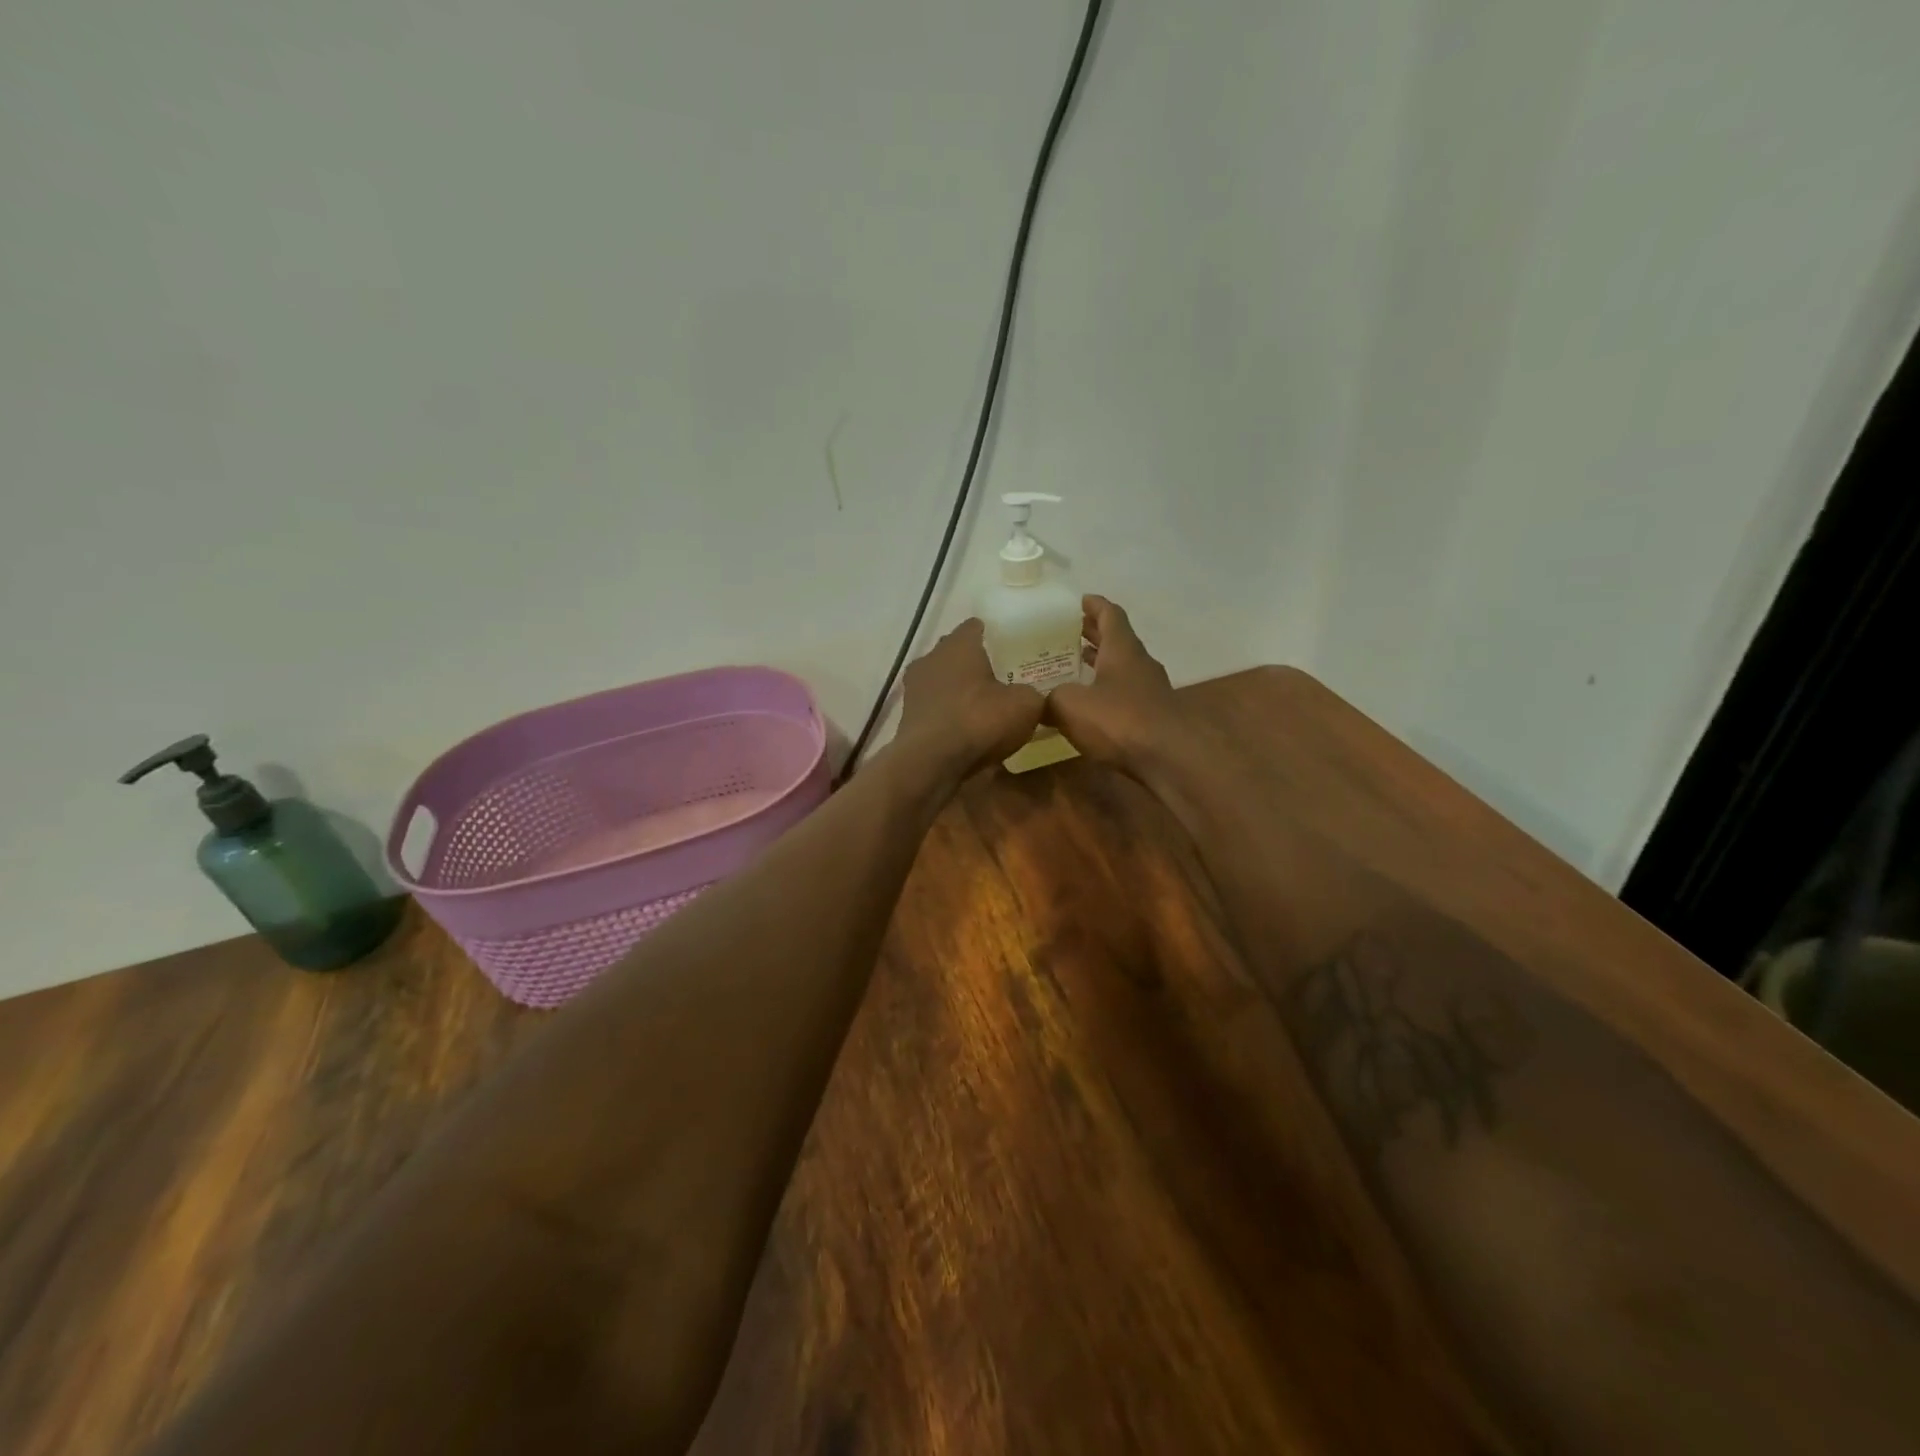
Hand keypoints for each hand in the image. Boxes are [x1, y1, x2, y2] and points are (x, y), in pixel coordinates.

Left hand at [893, 619, 1044, 782]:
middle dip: (976, 663)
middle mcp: (931, 658)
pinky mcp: (907, 717)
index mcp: (959, 644)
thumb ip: (1034, 694)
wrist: (931, 763)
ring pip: (943, 680)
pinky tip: (966, 729)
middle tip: (1003, 678)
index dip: (995, 635)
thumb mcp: (1025, 705)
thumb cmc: (979, 720)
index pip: (976, 626)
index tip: (1012, 648)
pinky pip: (935, 707)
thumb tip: (1036, 696)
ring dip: (960, 690)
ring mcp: (914, 688)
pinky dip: (948, 714)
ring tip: (984, 706)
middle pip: (957, 653)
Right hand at [1045, 595, 1182, 772]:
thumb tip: (1038, 702)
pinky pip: (1125, 694)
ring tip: (1075, 666)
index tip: (1079, 600)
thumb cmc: (1119, 721)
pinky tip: (1091, 705)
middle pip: (1117, 640)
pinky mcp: (1153, 717)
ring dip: (1101, 664)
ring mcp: (1151, 691)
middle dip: (1094, 634)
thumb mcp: (1070, 706)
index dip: (1094, 605)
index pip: (1110, 615)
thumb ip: (1050, 698)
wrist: (1169, 759)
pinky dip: (1107, 691)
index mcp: (1122, 649)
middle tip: (1068, 633)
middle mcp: (1140, 664)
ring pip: (1122, 668)